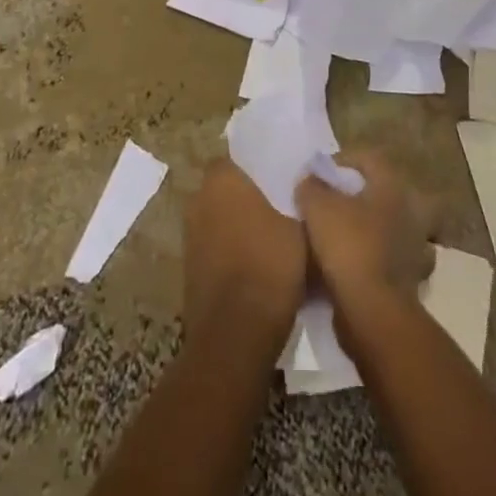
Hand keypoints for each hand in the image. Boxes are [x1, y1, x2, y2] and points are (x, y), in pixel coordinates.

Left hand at [182, 160, 307, 347]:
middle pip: (227, 191)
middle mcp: (199, 200)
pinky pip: (216, 251)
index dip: (258, 169)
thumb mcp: (301, 228)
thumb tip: (305, 191)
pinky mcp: (190, 270)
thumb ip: (300, 202)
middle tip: (282, 211)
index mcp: (221, 179)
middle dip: (249, 200)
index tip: (281, 181)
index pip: (236, 159)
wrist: (235, 336)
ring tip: (274, 244)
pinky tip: (259, 271)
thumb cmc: (269, 267)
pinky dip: (233, 256)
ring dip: (240, 230)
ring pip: (221, 222)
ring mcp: (190, 237)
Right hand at [295, 150, 433, 312]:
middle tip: (338, 203)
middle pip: (386, 193)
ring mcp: (416, 248)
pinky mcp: (412, 281)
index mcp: (392, 186)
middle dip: (364, 196)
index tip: (321, 173)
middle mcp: (411, 212)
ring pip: (393, 228)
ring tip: (346, 236)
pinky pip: (392, 261)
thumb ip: (312, 186)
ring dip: (374, 230)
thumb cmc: (348, 246)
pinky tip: (358, 266)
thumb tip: (311, 180)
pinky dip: (377, 261)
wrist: (373, 311)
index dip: (343, 161)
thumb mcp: (317, 206)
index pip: (369, 159)